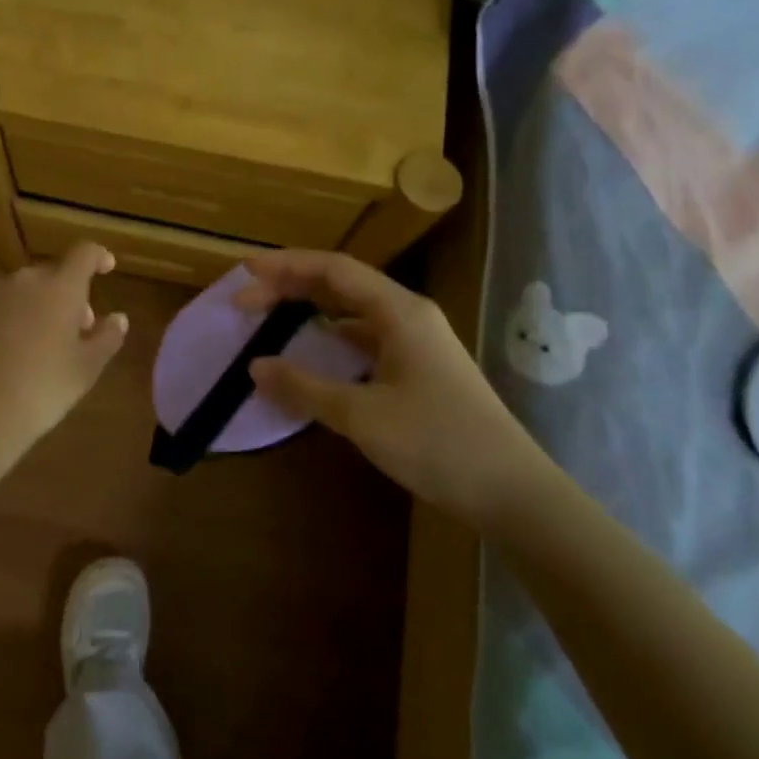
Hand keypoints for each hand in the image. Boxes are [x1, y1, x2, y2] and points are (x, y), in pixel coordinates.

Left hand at [0, 242, 127, 456]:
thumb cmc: (45, 389)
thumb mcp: (87, 369)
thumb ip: (107, 337)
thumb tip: (118, 318)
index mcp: (62, 288)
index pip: (84, 254)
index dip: (97, 257)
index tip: (105, 268)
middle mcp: (25, 279)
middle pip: (50, 276)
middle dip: (63, 296)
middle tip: (69, 331)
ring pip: (16, 290)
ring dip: (28, 306)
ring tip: (28, 344)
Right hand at [239, 251, 554, 525]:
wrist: (513, 493)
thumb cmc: (438, 443)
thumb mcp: (361, 416)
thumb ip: (304, 387)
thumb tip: (255, 367)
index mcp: (400, 312)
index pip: (334, 269)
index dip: (286, 265)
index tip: (245, 272)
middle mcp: (409, 315)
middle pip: (342, 284)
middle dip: (291, 285)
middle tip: (247, 300)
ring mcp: (416, 342)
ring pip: (353, 311)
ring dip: (311, 310)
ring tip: (271, 318)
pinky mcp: (419, 369)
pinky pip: (365, 339)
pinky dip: (331, 340)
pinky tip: (312, 356)